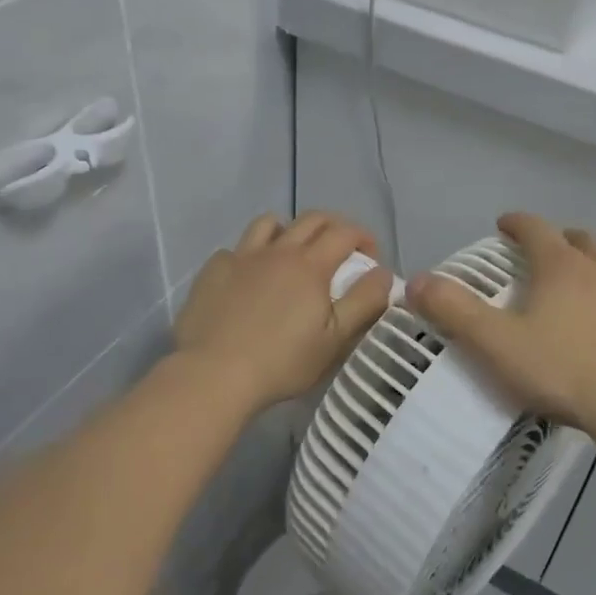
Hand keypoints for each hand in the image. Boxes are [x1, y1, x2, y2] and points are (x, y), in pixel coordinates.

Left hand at [173, 211, 393, 412]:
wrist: (214, 374)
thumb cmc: (283, 361)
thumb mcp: (336, 339)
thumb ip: (365, 302)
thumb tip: (383, 273)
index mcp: (310, 265)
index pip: (345, 232)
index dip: (364, 238)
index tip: (371, 259)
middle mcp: (277, 250)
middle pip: (310, 219)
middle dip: (333, 227)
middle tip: (341, 251)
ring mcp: (241, 257)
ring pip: (268, 223)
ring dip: (288, 230)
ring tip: (292, 254)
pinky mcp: (212, 271)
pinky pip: (235, 249)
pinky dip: (249, 256)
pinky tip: (249, 279)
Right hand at [406, 212, 595, 445]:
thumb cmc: (563, 371)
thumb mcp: (496, 345)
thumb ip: (454, 311)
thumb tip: (416, 281)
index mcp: (561, 266)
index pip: (534, 228)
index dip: (516, 223)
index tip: (504, 225)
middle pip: (578, 239)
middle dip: (557, 241)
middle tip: (541, 256)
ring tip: (591, 276)